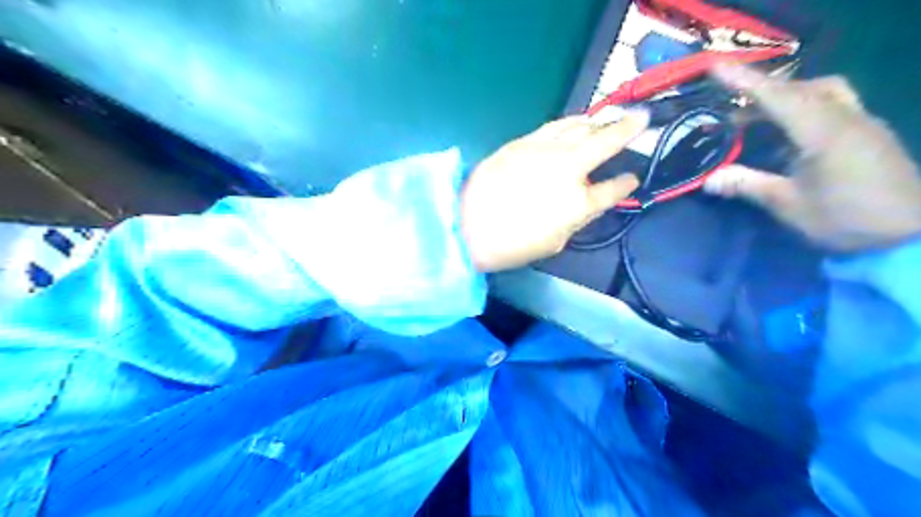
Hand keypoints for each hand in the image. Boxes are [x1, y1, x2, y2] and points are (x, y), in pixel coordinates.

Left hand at [461, 110, 645, 269]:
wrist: (466, 225)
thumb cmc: (511, 244)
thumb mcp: (554, 242)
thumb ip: (577, 219)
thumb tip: (590, 202)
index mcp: (578, 203)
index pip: (613, 189)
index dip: (626, 184)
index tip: (632, 178)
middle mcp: (568, 168)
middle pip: (605, 141)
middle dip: (629, 128)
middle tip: (643, 118)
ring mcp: (545, 150)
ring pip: (580, 126)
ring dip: (599, 121)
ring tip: (609, 118)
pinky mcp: (523, 141)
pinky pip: (554, 125)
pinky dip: (571, 122)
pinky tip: (575, 123)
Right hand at [706, 64, 920, 250]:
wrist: (909, 234)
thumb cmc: (845, 219)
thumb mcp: (789, 206)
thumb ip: (749, 186)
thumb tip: (708, 180)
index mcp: (824, 132)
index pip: (777, 97)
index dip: (744, 81)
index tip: (715, 67)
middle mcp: (846, 118)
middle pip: (802, 87)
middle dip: (763, 90)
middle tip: (731, 104)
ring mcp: (862, 123)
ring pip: (823, 92)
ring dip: (787, 96)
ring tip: (758, 117)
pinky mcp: (869, 134)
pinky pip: (833, 106)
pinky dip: (804, 109)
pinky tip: (788, 135)